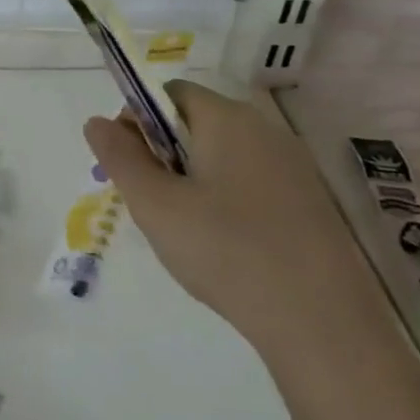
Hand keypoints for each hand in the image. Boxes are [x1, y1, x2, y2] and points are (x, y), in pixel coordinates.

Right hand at [83, 81, 364, 354]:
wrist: (323, 325)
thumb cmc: (227, 251)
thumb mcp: (156, 205)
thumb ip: (120, 157)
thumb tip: (96, 121)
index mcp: (227, 118)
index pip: (170, 93)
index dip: (139, 120)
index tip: (129, 166)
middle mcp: (265, 129)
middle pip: (197, 122)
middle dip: (164, 153)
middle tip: (152, 203)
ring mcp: (294, 167)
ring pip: (224, 155)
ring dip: (194, 179)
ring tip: (186, 230)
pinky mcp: (312, 203)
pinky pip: (253, 182)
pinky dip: (228, 200)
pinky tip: (226, 246)